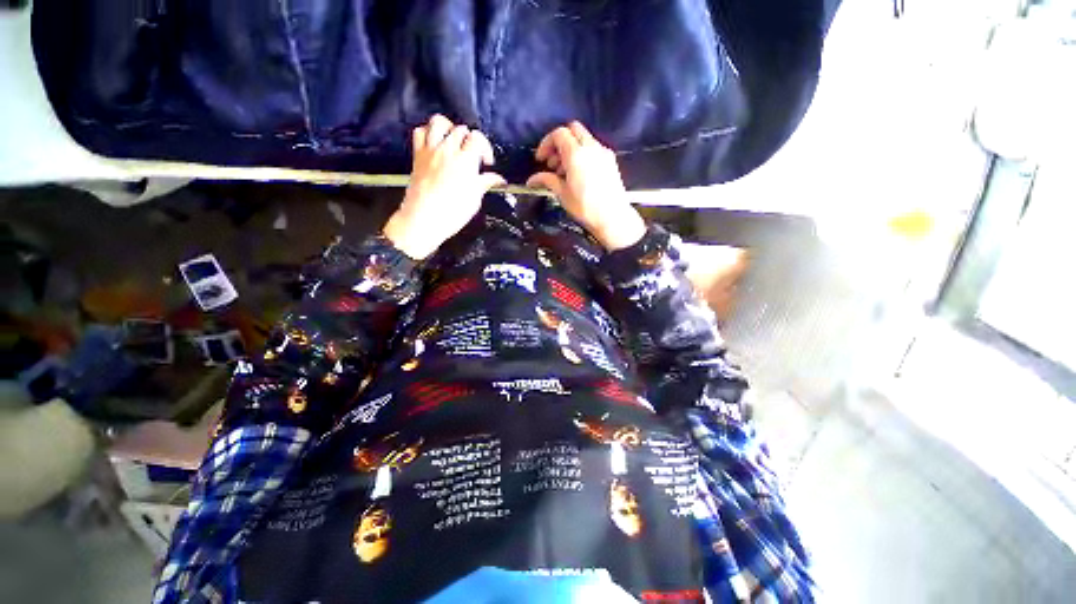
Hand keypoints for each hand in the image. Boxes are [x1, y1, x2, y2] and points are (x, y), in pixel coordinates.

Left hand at [384, 114, 504, 259]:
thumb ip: (486, 183)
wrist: (424, 218)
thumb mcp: (475, 199)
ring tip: (453, 140)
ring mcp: (431, 150)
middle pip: (461, 130)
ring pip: (439, 122)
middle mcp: (448, 150)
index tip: (486, 162)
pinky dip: (428, 132)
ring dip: (449, 128)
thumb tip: (498, 179)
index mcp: (466, 161)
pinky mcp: (418, 155)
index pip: (478, 139)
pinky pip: (419, 132)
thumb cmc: (452, 212)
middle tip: (471, 155)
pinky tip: (434, 142)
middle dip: (469, 140)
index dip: (485, 148)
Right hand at [526, 121, 644, 250]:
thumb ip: (547, 180)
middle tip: (552, 162)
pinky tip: (578, 174)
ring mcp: (603, 153)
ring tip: (563, 171)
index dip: (546, 143)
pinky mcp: (610, 161)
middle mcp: (591, 148)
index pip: (559, 134)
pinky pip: (593, 149)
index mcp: (577, 154)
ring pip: (583, 138)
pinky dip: (582, 154)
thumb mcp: (562, 194)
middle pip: (572, 130)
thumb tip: (532, 179)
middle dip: (559, 142)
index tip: (541, 159)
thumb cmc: (586, 208)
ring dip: (570, 148)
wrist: (612, 218)